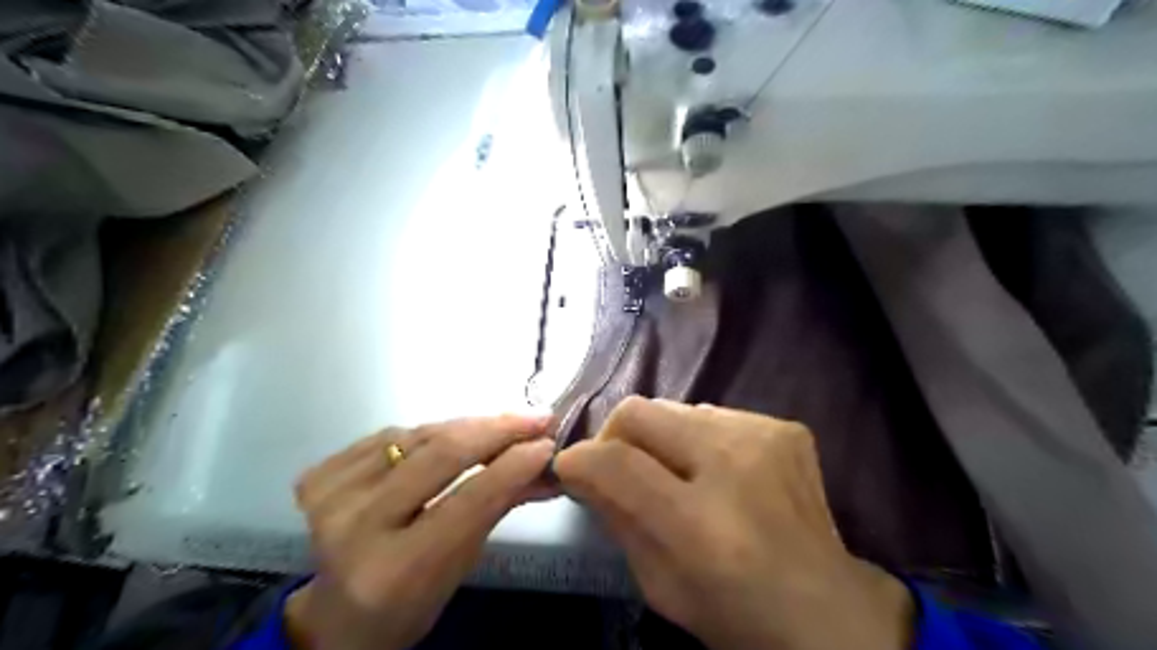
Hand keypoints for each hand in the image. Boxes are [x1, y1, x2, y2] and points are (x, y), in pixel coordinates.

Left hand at [286, 415, 552, 649]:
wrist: (339, 613)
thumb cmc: (411, 601)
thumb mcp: (463, 564)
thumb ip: (500, 506)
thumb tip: (546, 465)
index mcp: (396, 569)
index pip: (470, 499)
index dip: (514, 464)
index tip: (549, 442)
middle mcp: (355, 528)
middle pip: (440, 454)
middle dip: (497, 429)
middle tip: (537, 418)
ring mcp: (329, 497)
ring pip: (417, 436)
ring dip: (469, 425)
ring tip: (505, 423)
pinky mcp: (318, 476)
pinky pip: (391, 434)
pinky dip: (430, 430)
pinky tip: (453, 434)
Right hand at [556, 396, 918, 649]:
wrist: (827, 609)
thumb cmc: (734, 611)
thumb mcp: (659, 585)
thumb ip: (616, 520)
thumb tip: (582, 469)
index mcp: (700, 524)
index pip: (615, 461)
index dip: (579, 458)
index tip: (570, 467)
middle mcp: (733, 466)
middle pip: (640, 411)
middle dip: (614, 436)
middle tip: (619, 466)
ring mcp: (764, 437)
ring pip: (675, 408)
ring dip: (661, 438)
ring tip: (676, 473)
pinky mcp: (784, 427)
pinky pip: (714, 414)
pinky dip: (700, 439)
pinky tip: (719, 472)